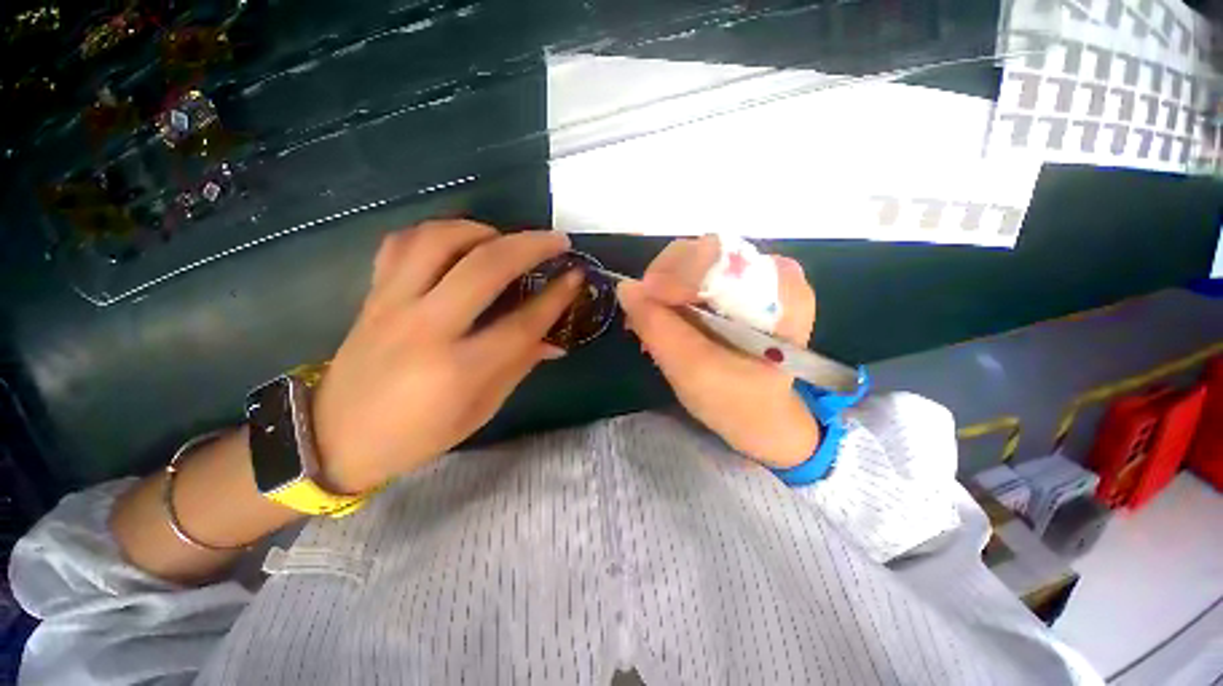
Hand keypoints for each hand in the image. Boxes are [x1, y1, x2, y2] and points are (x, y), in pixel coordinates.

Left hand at [311, 220, 581, 492]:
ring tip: (505, 238)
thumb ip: (518, 367)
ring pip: (439, 241)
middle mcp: (427, 328)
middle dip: (530, 246)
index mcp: (459, 370)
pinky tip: (457, 241)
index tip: (576, 277)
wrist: (335, 437)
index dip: (556, 297)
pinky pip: (401, 243)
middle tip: (556, 240)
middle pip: (485, 267)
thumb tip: (554, 341)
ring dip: (482, 230)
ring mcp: (393, 305)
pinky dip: (436, 232)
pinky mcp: (373, 295)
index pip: (522, 323)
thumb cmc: (417, 435)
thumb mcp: (479, 411)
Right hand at [617, 235, 819, 468]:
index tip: (646, 301)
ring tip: (649, 321)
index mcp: (782, 294)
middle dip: (664, 282)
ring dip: (663, 289)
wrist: (759, 415)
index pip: (720, 257)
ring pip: (694, 262)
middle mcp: (773, 273)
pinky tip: (662, 318)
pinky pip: (695, 275)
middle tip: (642, 314)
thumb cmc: (735, 402)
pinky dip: (671, 293)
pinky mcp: (738, 286)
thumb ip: (659, 329)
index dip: (676, 274)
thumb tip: (626, 288)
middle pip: (704, 253)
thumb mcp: (693, 370)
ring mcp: (756, 277)